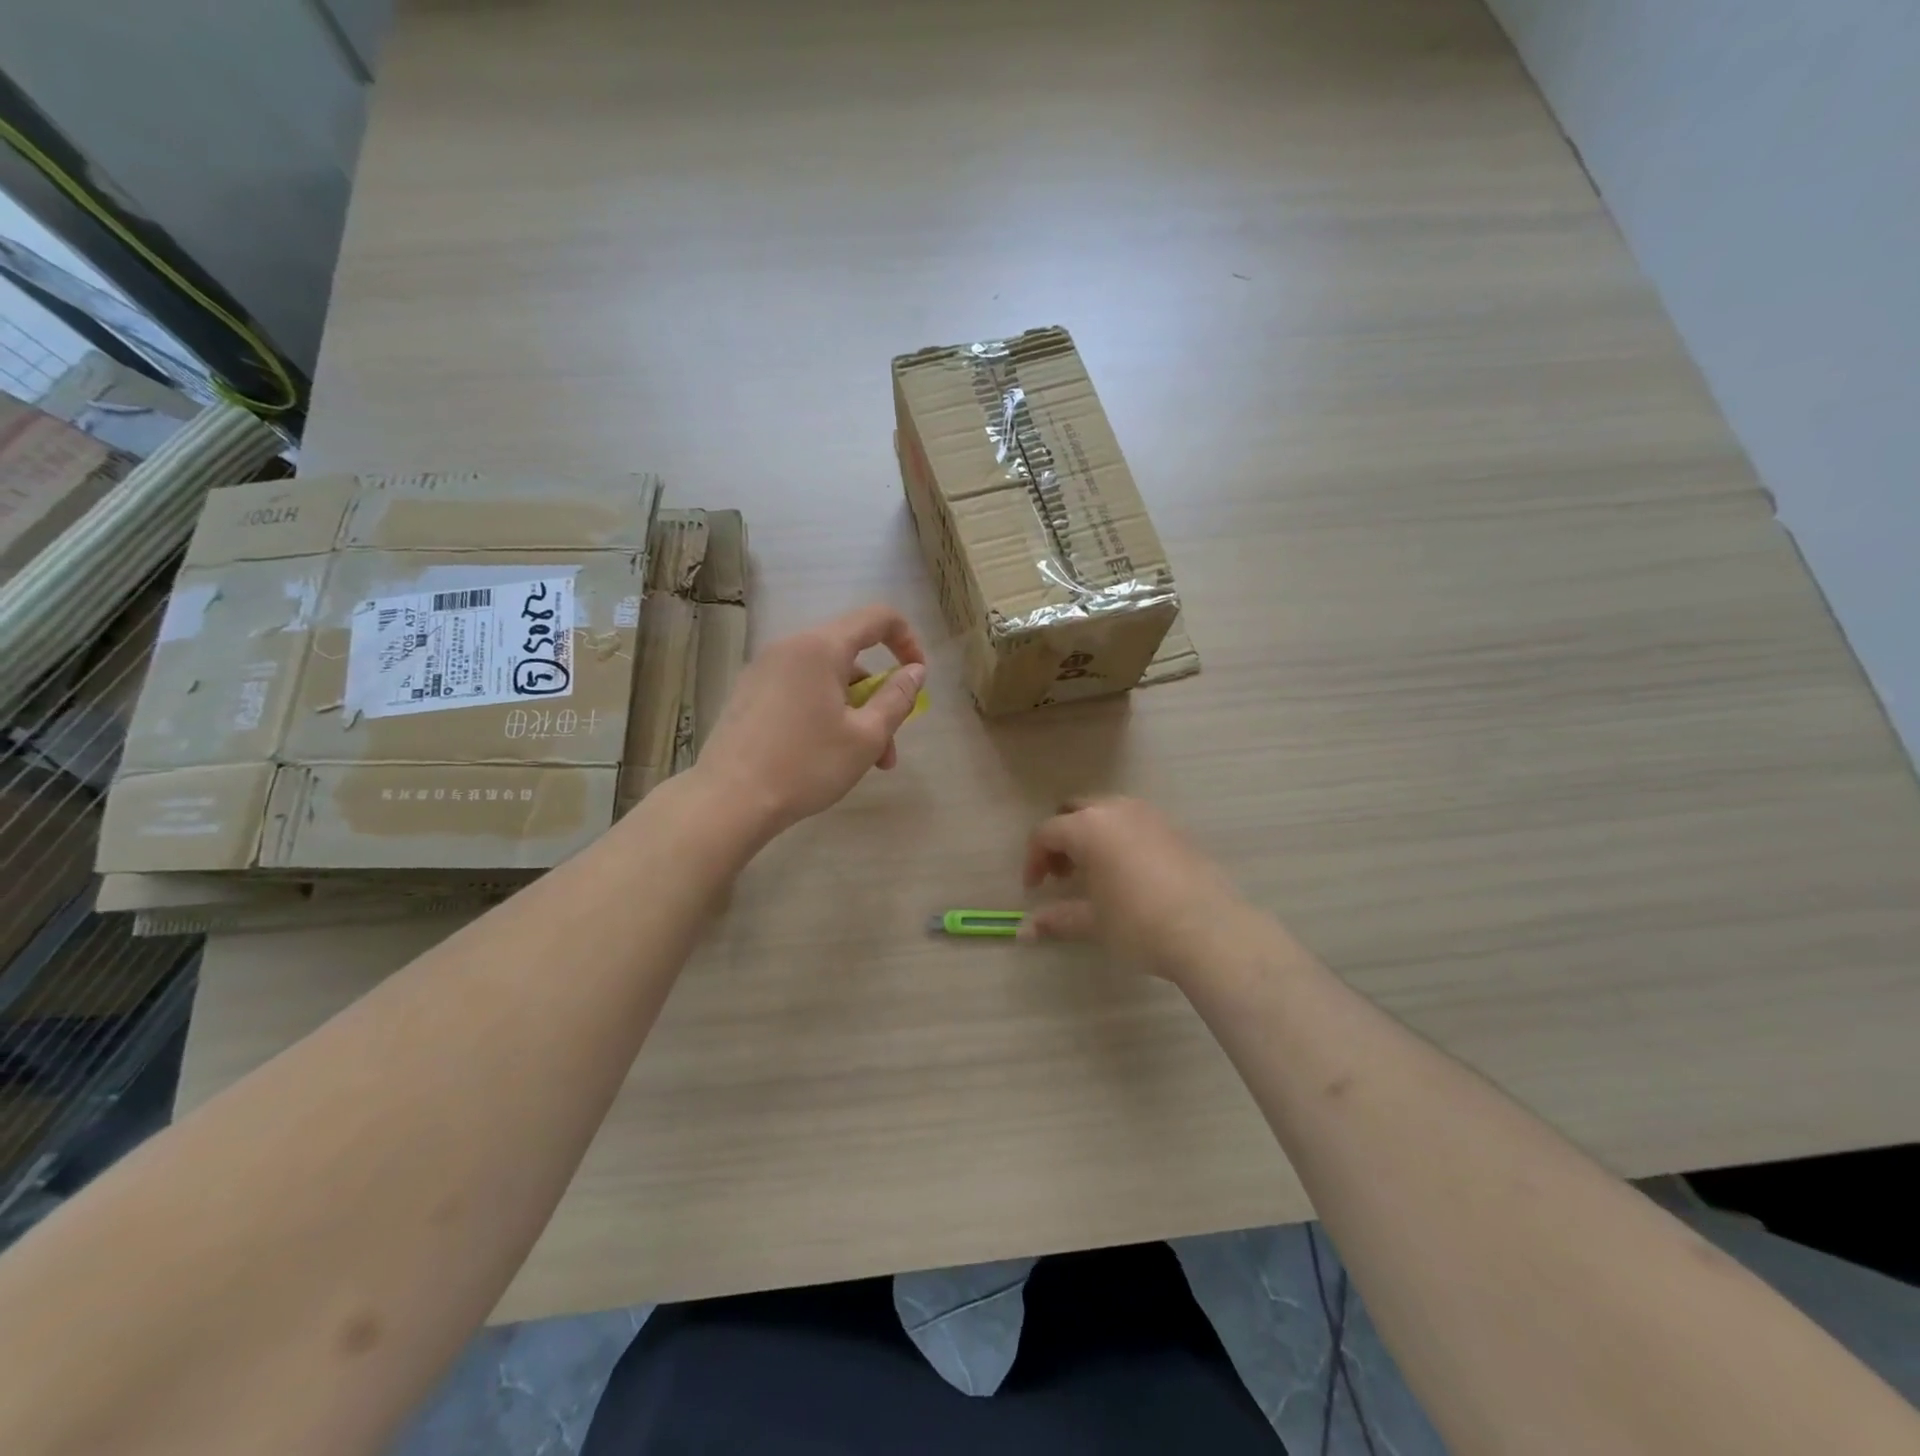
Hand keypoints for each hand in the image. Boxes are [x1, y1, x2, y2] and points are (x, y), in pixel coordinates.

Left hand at [695, 604, 926, 836]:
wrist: (728, 800)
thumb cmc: (806, 765)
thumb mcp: (866, 737)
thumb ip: (897, 698)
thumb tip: (915, 671)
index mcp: (820, 647)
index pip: (877, 618)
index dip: (907, 640)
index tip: (917, 677)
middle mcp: (790, 647)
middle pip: (850, 656)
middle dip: (877, 697)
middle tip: (887, 747)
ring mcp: (764, 670)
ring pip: (825, 679)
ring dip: (853, 713)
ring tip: (861, 764)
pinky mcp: (748, 694)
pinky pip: (800, 690)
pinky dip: (823, 713)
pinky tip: (823, 756)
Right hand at [1022, 798, 1253, 982]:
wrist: (1211, 931)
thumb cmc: (1139, 924)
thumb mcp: (1093, 923)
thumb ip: (1056, 920)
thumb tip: (1025, 931)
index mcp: (1089, 826)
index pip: (1046, 833)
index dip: (1033, 860)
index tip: (1035, 889)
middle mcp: (1117, 810)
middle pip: (1075, 811)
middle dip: (1062, 839)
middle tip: (1062, 874)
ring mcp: (1150, 815)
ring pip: (1107, 812)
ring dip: (1091, 835)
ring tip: (1094, 873)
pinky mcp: (1175, 828)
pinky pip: (1135, 822)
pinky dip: (1120, 838)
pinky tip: (1128, 873)